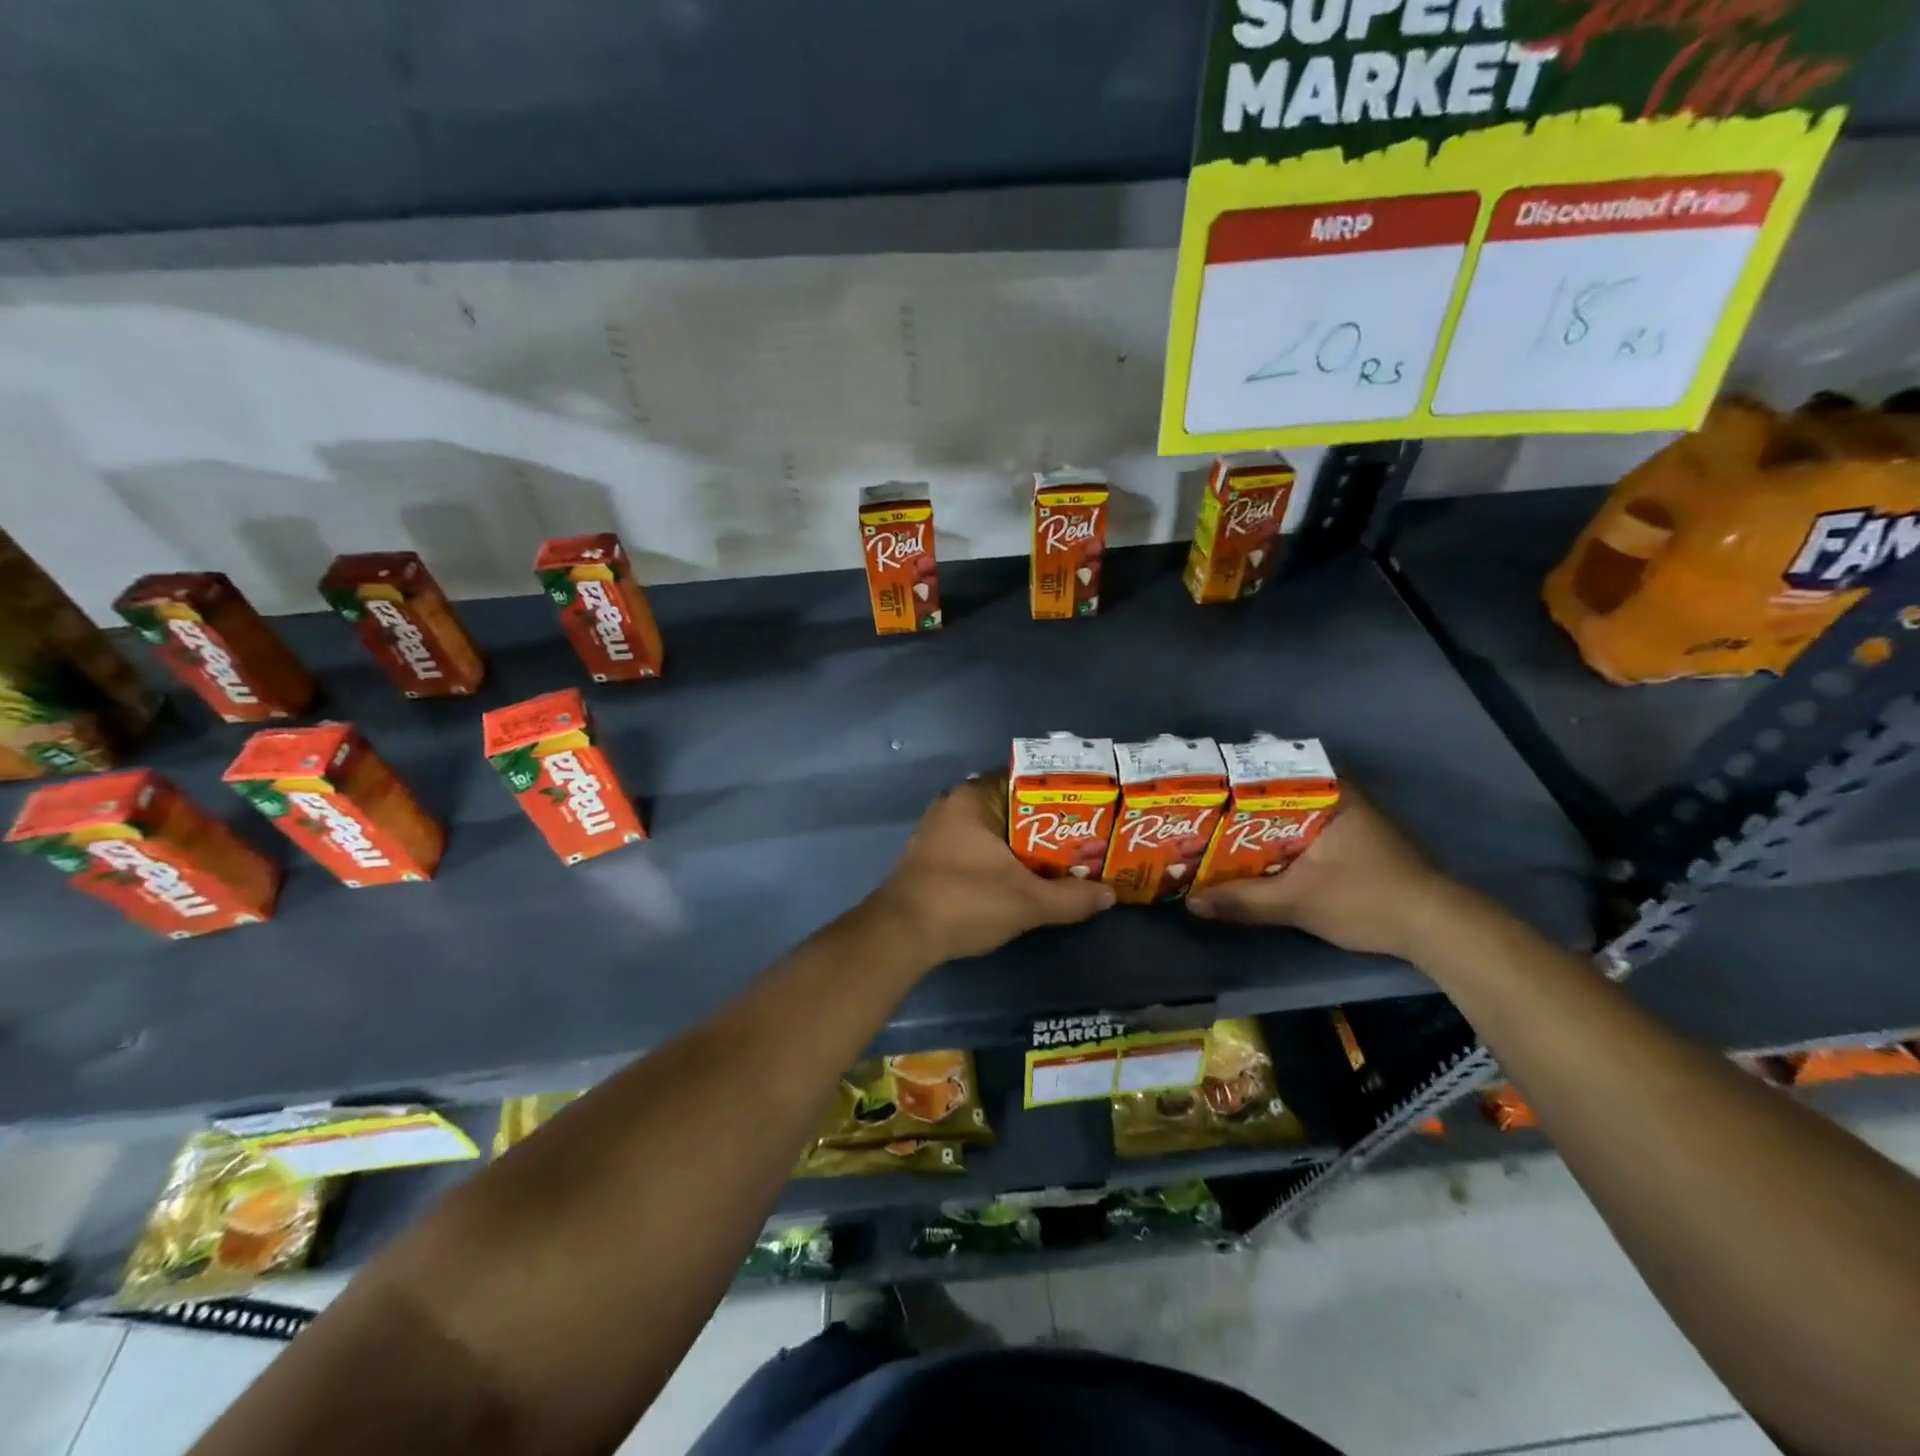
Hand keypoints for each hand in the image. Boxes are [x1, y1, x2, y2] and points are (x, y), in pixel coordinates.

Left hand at [867, 775, 1115, 963]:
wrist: (900, 935)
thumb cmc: (965, 901)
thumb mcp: (1027, 901)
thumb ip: (1071, 898)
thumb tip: (1109, 895)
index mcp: (973, 798)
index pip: (1025, 780)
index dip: (1060, 795)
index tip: (1089, 811)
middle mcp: (954, 805)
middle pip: (1011, 806)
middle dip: (1045, 825)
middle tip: (1083, 840)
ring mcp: (938, 831)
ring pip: (993, 830)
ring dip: (1022, 845)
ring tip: (1062, 860)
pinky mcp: (931, 857)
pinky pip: (976, 847)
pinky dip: (1000, 858)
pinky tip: (1023, 877)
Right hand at [1184, 784, 1458, 959]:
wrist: (1437, 930)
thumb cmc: (1366, 899)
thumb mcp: (1297, 901)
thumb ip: (1243, 900)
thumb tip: (1192, 903)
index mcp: (1330, 794)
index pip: (1271, 774)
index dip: (1233, 783)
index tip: (1201, 792)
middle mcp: (1342, 799)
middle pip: (1278, 797)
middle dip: (1241, 810)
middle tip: (1202, 818)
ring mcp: (1353, 822)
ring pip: (1292, 818)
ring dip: (1261, 829)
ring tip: (1219, 837)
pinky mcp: (1359, 846)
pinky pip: (1307, 834)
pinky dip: (1282, 844)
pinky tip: (1257, 858)